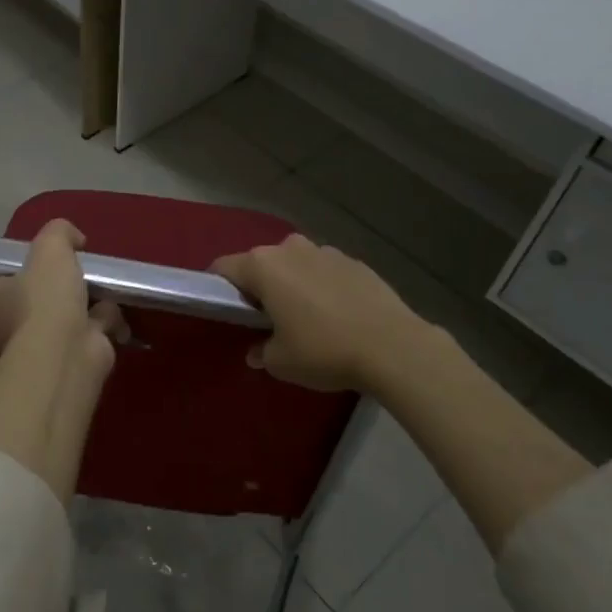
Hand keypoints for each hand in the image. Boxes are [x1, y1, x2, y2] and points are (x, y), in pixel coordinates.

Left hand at [0, 219, 124, 360]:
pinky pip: (89, 332)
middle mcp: (9, 323)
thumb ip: (59, 234)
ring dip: (80, 307)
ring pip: (59, 318)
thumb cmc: (46, 299)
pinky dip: (104, 324)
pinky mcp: (71, 356)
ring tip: (98, 291)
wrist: (70, 350)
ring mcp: (40, 344)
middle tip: (66, 272)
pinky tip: (115, 316)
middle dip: (41, 292)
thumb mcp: (50, 250)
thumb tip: (74, 239)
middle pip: (18, 303)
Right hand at [213, 233, 453, 393]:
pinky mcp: (355, 261)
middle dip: (259, 286)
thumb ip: (262, 352)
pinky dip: (323, 287)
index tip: (226, 311)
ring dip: (293, 283)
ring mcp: (325, 251)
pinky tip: (337, 316)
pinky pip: (325, 271)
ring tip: (306, 317)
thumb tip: (257, 351)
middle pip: (261, 263)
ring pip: (295, 264)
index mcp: (263, 266)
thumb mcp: (281, 362)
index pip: (224, 268)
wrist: (393, 347)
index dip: (218, 288)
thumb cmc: (324, 351)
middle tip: (267, 319)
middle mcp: (289, 249)